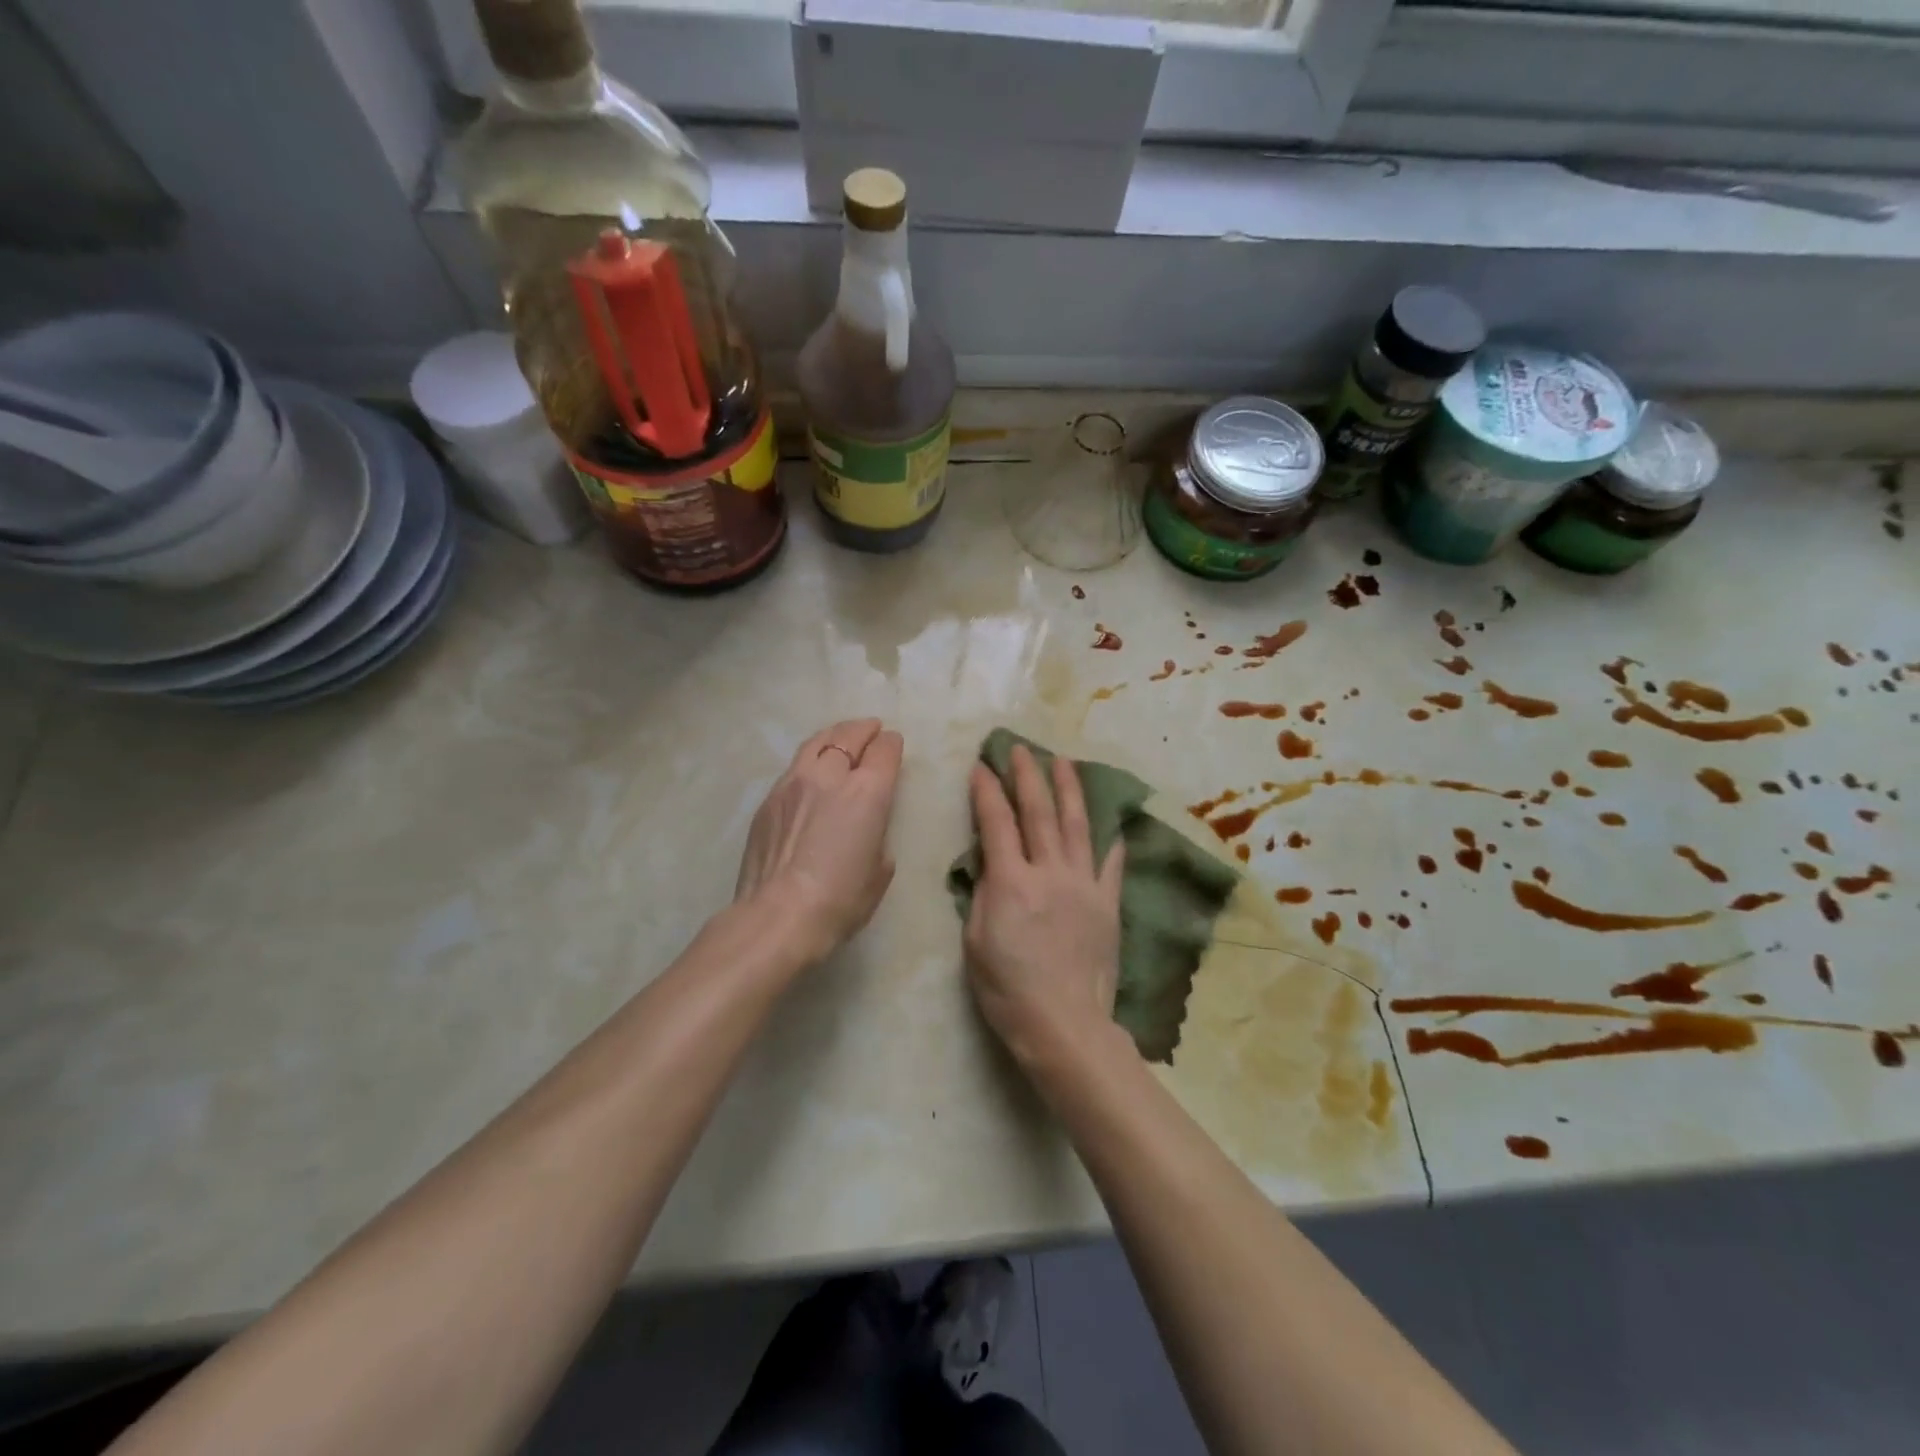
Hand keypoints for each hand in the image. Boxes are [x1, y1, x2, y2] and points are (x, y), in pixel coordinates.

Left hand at [735, 719, 904, 967]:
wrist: (778, 916)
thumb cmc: (840, 900)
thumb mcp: (880, 871)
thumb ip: (878, 836)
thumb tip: (866, 828)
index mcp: (868, 792)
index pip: (884, 750)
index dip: (892, 744)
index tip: (893, 745)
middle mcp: (830, 776)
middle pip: (849, 735)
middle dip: (864, 729)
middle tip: (872, 729)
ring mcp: (793, 783)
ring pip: (816, 743)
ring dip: (834, 736)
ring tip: (841, 737)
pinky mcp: (768, 799)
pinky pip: (794, 767)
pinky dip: (810, 761)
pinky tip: (811, 773)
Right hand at [964, 745, 1125, 1070]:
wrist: (1064, 1024)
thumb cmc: (1008, 989)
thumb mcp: (976, 941)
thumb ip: (984, 893)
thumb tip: (990, 862)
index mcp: (1011, 882)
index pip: (996, 822)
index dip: (987, 791)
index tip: (981, 765)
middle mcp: (1050, 872)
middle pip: (1039, 812)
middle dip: (1028, 775)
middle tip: (1021, 748)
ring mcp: (1084, 885)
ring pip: (1076, 825)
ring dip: (1069, 789)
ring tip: (1063, 761)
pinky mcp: (1108, 903)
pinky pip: (1110, 863)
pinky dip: (1109, 839)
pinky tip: (1111, 821)